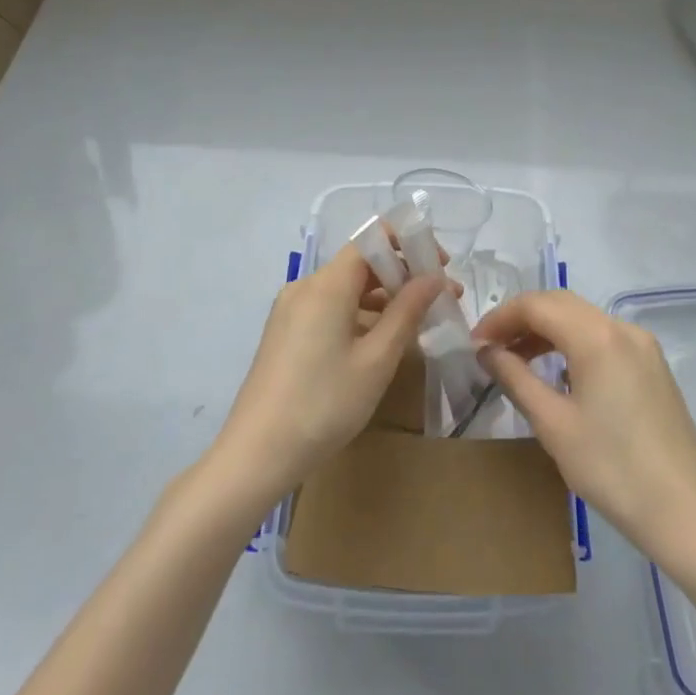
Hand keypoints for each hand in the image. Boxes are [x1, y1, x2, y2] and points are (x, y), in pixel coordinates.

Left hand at [213, 244, 443, 504]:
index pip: (371, 239)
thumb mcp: (376, 359)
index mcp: (327, 284)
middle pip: (360, 263)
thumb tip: (435, 278)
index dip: (408, 245)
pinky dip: (358, 314)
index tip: (440, 266)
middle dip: (401, 275)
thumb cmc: (324, 404)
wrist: (256, 455)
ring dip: (382, 297)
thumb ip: (407, 311)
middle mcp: (305, 286)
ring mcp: (290, 310)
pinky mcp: (285, 332)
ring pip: (345, 287)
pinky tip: (378, 341)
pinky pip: (329, 307)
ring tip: (416, 323)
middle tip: (438, 300)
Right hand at [471, 291, 695, 564]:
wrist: (686, 514)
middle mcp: (622, 328)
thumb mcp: (553, 424)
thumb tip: (487, 351)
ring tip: (516, 360)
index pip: (537, 304)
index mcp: (597, 335)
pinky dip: (573, 344)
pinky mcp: (653, 366)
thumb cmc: (612, 469)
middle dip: (521, 319)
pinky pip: (603, 338)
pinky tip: (558, 373)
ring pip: (583, 319)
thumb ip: (515, 378)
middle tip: (490, 348)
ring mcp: (643, 346)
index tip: (475, 344)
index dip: (500, 318)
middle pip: (561, 304)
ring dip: (546, 331)